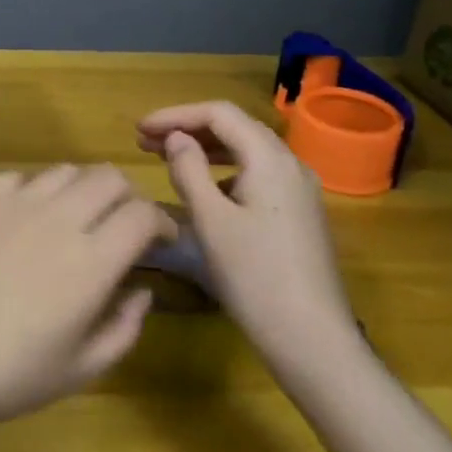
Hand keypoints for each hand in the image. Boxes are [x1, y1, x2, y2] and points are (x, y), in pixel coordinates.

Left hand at [0, 165, 173, 442]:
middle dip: (127, 197)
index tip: (159, 239)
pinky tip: (27, 218)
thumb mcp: (81, 370)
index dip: (160, 220)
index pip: (142, 212)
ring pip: (66, 171)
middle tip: (122, 225)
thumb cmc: (6, 377)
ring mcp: (14, 202)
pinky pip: (20, 177)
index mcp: (92, 261)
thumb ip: (124, 327)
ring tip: (75, 218)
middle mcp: (58, 218)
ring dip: (83, 189)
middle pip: (109, 177)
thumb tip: (142, 290)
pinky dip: (36, 191)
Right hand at [136, 101, 361, 382]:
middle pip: (235, 128)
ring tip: (167, 159)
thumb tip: (176, 138)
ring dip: (205, 149)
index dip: (176, 115)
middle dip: (189, 129)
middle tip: (145, 142)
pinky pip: (257, 175)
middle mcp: (290, 165)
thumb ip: (188, 170)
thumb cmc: (254, 276)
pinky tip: (203, 190)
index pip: (219, 114)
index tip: (140, 129)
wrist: (311, 338)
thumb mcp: (210, 220)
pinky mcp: (299, 214)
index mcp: (270, 159)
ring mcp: (299, 191)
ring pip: (247, 152)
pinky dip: (224, 171)